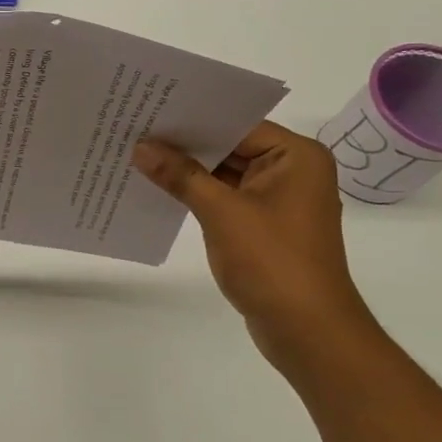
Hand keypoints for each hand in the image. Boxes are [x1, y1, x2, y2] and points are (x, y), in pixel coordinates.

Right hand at [132, 122, 373, 357]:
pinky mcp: (263, 226)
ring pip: (225, 173)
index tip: (149, 110)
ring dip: (188, 170)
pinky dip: (197, 194)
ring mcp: (278, 200)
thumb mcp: (221, 212)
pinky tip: (160, 189)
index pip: (237, 124)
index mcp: (296, 156)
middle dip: (185, 144)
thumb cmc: (272, 262)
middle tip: (135, 130)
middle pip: (231, 146)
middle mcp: (292, 171)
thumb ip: (181, 175)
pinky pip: (225, 198)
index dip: (193, 118)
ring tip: (138, 155)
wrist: (306, 330)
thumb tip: (141, 147)